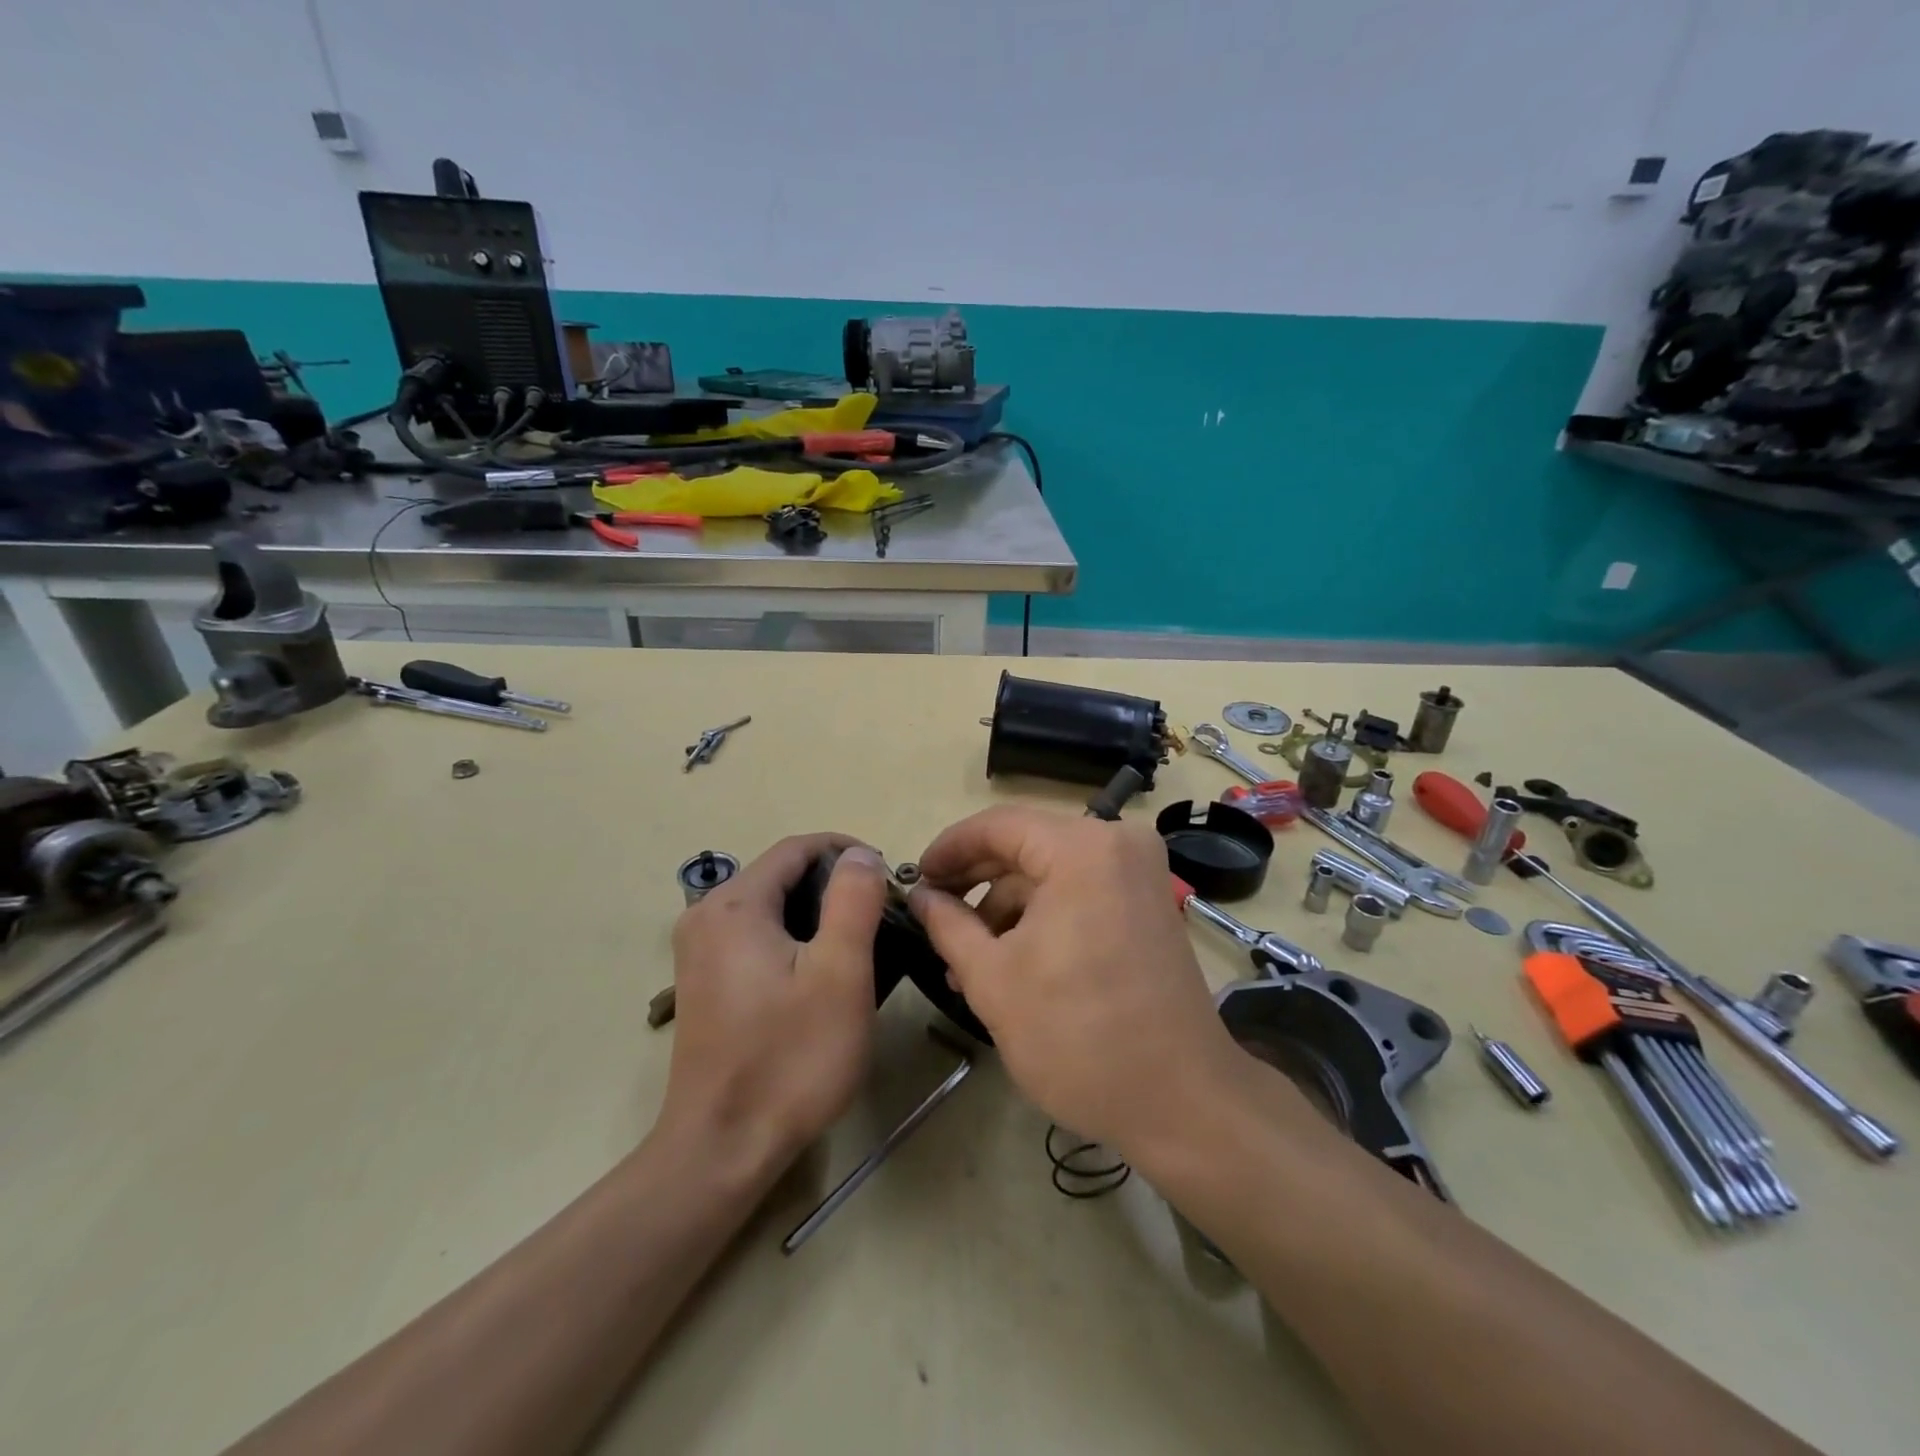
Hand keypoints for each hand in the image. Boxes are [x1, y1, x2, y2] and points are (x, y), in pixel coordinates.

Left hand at [662, 835, 890, 1172]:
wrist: (722, 1149)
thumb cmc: (790, 1058)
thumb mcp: (840, 973)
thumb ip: (853, 900)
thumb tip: (860, 854)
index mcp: (734, 904)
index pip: (797, 848)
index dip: (847, 851)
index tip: (889, 877)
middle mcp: (706, 916)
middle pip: (781, 875)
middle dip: (834, 885)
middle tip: (881, 916)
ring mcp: (699, 951)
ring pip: (770, 906)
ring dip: (817, 913)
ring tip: (860, 944)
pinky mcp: (704, 982)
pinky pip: (756, 936)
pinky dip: (794, 938)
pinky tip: (820, 973)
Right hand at [908, 806, 1245, 1157]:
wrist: (1182, 1103)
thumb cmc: (1078, 1037)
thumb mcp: (994, 980)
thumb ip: (948, 926)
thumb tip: (920, 896)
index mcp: (1083, 849)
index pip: (998, 825)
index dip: (949, 849)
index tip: (915, 878)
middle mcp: (1118, 844)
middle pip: (1027, 845)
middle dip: (976, 883)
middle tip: (933, 916)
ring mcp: (1139, 874)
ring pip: (1051, 873)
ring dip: (1006, 908)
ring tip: (965, 959)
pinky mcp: (1147, 905)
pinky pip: (1079, 892)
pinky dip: (1041, 917)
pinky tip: (1008, 960)